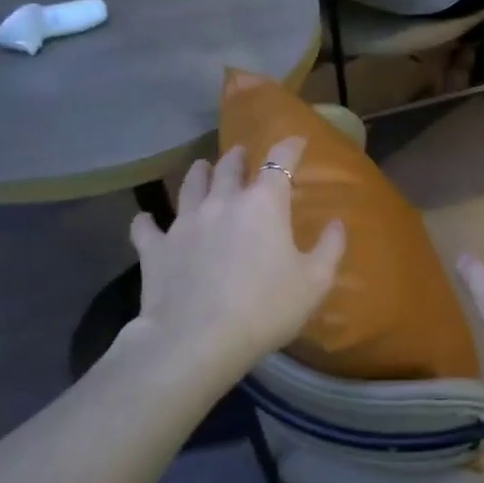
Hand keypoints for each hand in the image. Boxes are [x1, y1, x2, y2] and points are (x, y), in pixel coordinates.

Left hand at [123, 141, 344, 377]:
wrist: (197, 341)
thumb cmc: (266, 308)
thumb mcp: (315, 282)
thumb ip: (330, 248)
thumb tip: (337, 223)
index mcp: (264, 205)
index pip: (280, 161)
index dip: (290, 147)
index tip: (296, 141)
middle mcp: (222, 202)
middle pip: (229, 167)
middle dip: (239, 157)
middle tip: (242, 153)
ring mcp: (184, 223)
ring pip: (190, 186)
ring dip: (199, 173)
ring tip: (201, 168)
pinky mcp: (155, 248)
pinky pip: (146, 226)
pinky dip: (148, 221)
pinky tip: (147, 220)